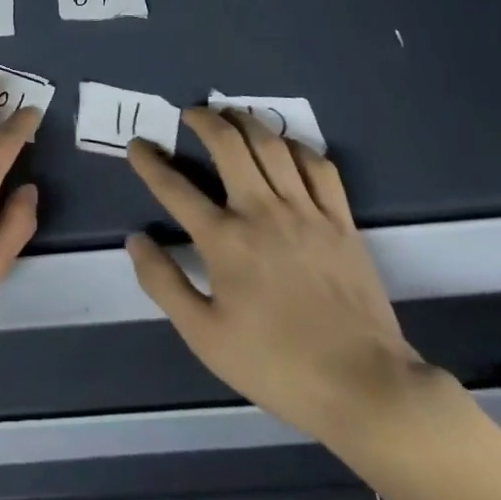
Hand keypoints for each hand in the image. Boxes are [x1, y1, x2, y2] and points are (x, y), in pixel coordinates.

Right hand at [125, 109, 431, 456]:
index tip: (137, 145)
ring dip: (246, 121)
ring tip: (231, 115)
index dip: (150, 162)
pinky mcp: (340, 220)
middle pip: (228, 145)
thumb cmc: (277, 365)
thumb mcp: (205, 338)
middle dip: (204, 120)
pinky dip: (297, 147)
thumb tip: (136, 240)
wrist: (365, 386)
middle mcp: (262, 212)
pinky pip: (318, 165)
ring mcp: (305, 211)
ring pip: (272, 145)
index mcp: (224, 241)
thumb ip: (164, 284)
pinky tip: (286, 146)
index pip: (175, 188)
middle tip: (190, 113)